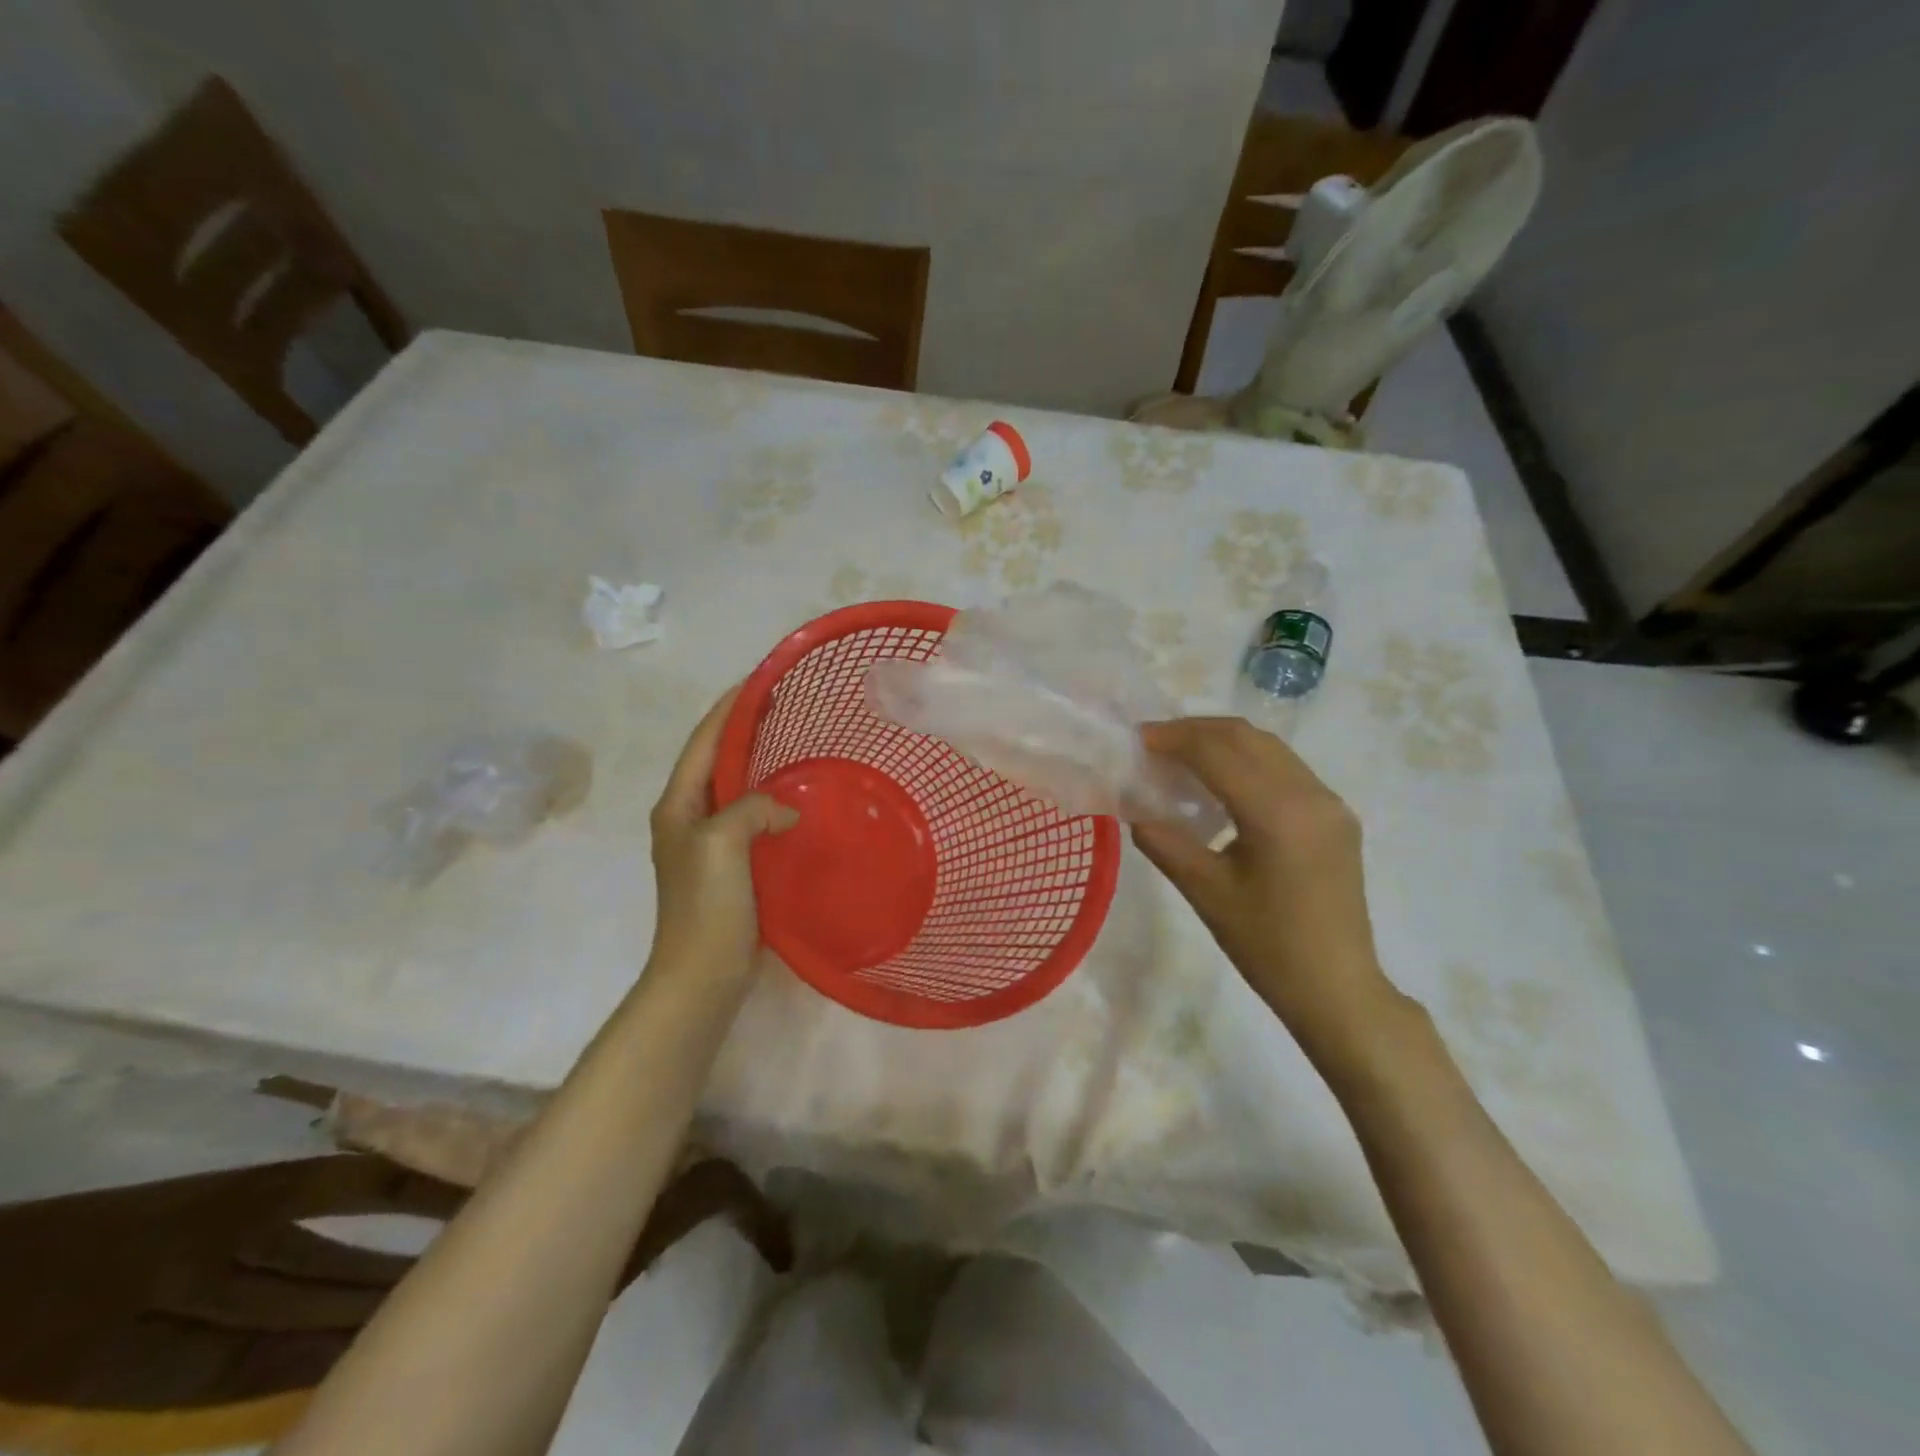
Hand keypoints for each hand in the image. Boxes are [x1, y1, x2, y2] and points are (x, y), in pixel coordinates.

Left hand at [647, 687, 797, 983]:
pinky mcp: (731, 865)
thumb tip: (786, 808)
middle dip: (746, 729)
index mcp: (678, 805)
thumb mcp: (722, 843)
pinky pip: (752, 817)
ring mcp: (709, 842)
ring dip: (760, 763)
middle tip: (785, 706)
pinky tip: (798, 799)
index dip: (729, 708)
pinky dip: (772, 799)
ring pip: (736, 787)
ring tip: (795, 742)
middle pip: (717, 759)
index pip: (703, 741)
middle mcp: (689, 816)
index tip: (759, 680)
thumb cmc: (706, 906)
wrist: (702, 975)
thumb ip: (751, 807)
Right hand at [1132, 717, 1401, 1066]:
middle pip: (1246, 737)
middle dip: (1195, 731)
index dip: (1172, 738)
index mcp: (1277, 813)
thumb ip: (1165, 843)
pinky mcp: (1336, 817)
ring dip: (1223, 743)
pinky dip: (1247, 762)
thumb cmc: (1267, 946)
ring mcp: (1330, 803)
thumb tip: (1135, 811)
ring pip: (1269, 748)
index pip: (1217, 752)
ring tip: (1182, 758)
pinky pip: (1286, 769)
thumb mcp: (1206, 893)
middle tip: (1154, 744)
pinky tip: (1222, 785)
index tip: (1136, 740)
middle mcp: (1310, 794)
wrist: (1337, 989)